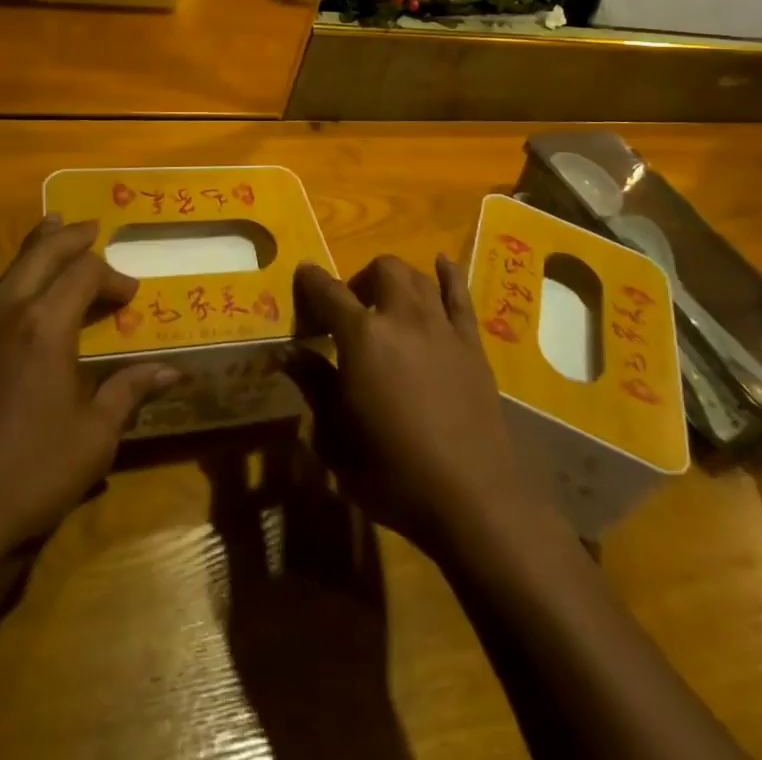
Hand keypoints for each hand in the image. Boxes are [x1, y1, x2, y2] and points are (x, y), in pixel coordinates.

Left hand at [0, 217, 177, 577]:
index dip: (112, 276)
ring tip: (53, 234)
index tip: (131, 295)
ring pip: (9, 268)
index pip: (85, 272)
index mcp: (45, 325)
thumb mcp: (92, 438)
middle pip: (41, 252)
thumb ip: (129, 393)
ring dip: (37, 249)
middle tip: (92, 228)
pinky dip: (15, 277)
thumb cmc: (25, 474)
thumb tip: (172, 371)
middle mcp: (7, 311)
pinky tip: (21, 295)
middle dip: (70, 237)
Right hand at [290, 255, 550, 561]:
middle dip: (360, 280)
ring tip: (388, 302)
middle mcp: (402, 318)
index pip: (329, 292)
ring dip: (397, 280)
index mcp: (362, 337)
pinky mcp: (471, 343)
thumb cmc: (392, 472)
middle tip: (350, 311)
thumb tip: (290, 354)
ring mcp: (441, 327)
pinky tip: (441, 264)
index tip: (303, 276)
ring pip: (417, 277)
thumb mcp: (336, 437)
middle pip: (381, 270)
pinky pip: (460, 294)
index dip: (312, 282)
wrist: (471, 497)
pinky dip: (448, 274)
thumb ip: (314, 385)